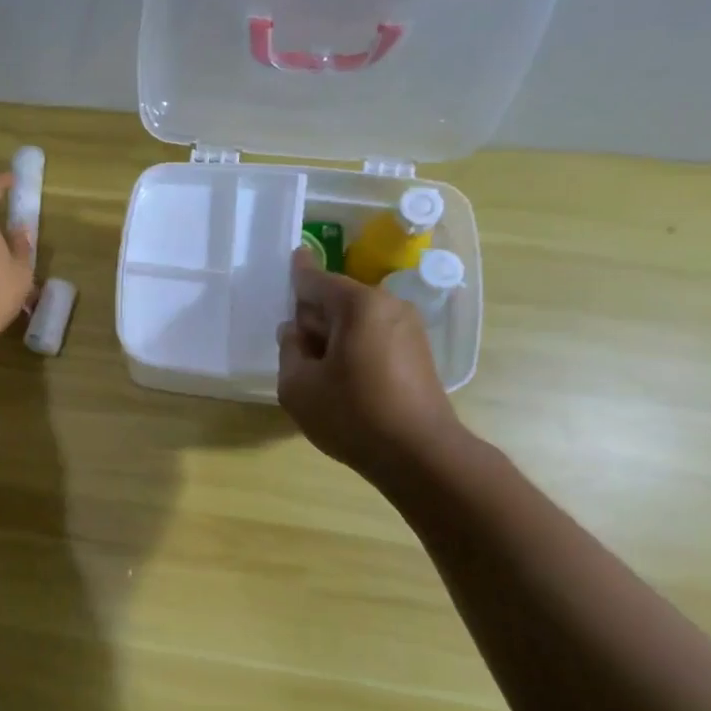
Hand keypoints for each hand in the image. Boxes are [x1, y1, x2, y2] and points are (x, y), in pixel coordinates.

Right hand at [277, 248, 463, 482]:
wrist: (420, 455)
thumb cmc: (353, 415)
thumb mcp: (298, 385)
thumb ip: (289, 351)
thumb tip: (296, 333)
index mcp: (357, 305)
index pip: (316, 280)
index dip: (299, 271)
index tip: (295, 255)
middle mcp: (388, 306)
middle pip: (336, 300)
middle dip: (313, 315)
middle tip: (293, 346)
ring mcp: (409, 329)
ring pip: (355, 321)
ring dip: (332, 336)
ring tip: (316, 371)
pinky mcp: (418, 354)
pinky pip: (373, 337)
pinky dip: (353, 348)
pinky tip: (342, 382)